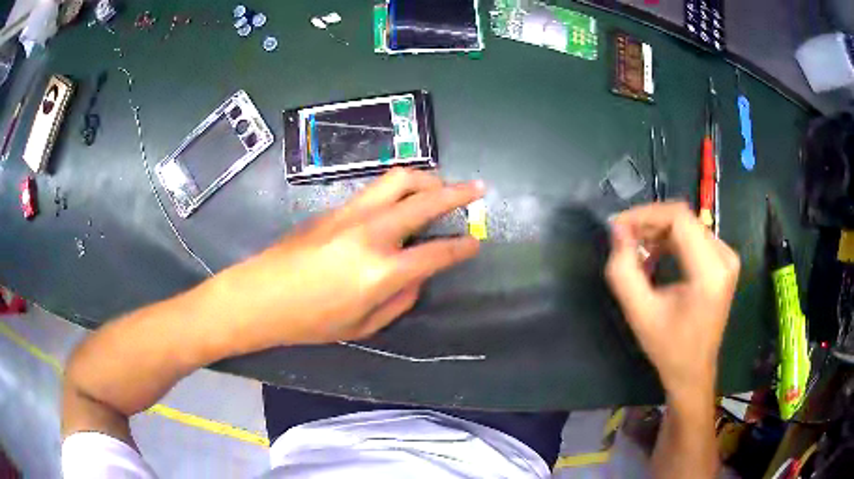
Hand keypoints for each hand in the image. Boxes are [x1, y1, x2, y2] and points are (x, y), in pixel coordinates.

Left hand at [215, 168, 483, 348]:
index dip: (462, 247)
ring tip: (442, 187)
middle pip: (425, 200)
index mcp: (381, 272)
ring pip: (399, 180)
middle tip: (478, 188)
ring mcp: (352, 214)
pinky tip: (404, 200)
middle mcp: (371, 233)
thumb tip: (418, 275)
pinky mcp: (336, 208)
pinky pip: (378, 189)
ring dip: (428, 179)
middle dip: (458, 192)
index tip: (476, 241)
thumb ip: (400, 299)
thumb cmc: (309, 322)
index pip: (436, 253)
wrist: (259, 295)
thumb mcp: (362, 325)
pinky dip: (401, 188)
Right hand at [605, 202, 739, 399]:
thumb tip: (617, 230)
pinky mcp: (724, 261)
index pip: (678, 218)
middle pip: (683, 219)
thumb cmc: (668, 347)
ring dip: (658, 231)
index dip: (645, 215)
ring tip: (637, 251)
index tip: (618, 227)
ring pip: (687, 224)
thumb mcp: (639, 313)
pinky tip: (655, 256)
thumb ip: (623, 270)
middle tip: (623, 239)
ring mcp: (727, 257)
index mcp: (710, 272)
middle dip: (649, 223)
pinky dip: (670, 240)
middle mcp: (724, 257)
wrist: (693, 370)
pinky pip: (694, 235)